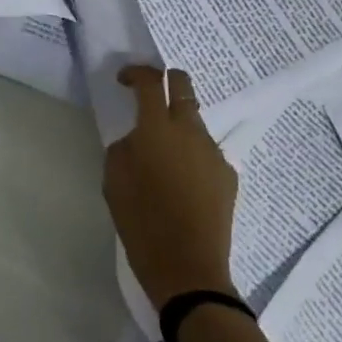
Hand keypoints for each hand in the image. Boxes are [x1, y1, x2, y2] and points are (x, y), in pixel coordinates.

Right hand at [103, 66, 238, 309]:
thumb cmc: (142, 224)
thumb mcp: (114, 183)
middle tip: (150, 96)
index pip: (150, 82)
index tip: (124, 80)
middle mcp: (189, 131)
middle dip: (167, 80)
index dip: (136, 73)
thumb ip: (123, 149)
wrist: (188, 268)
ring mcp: (213, 152)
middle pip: (184, 85)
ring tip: (163, 153)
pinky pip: (205, 150)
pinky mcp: (227, 174)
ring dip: (178, 123)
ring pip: (195, 120)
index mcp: (157, 129)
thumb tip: (136, 140)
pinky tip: (181, 182)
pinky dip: (191, 153)